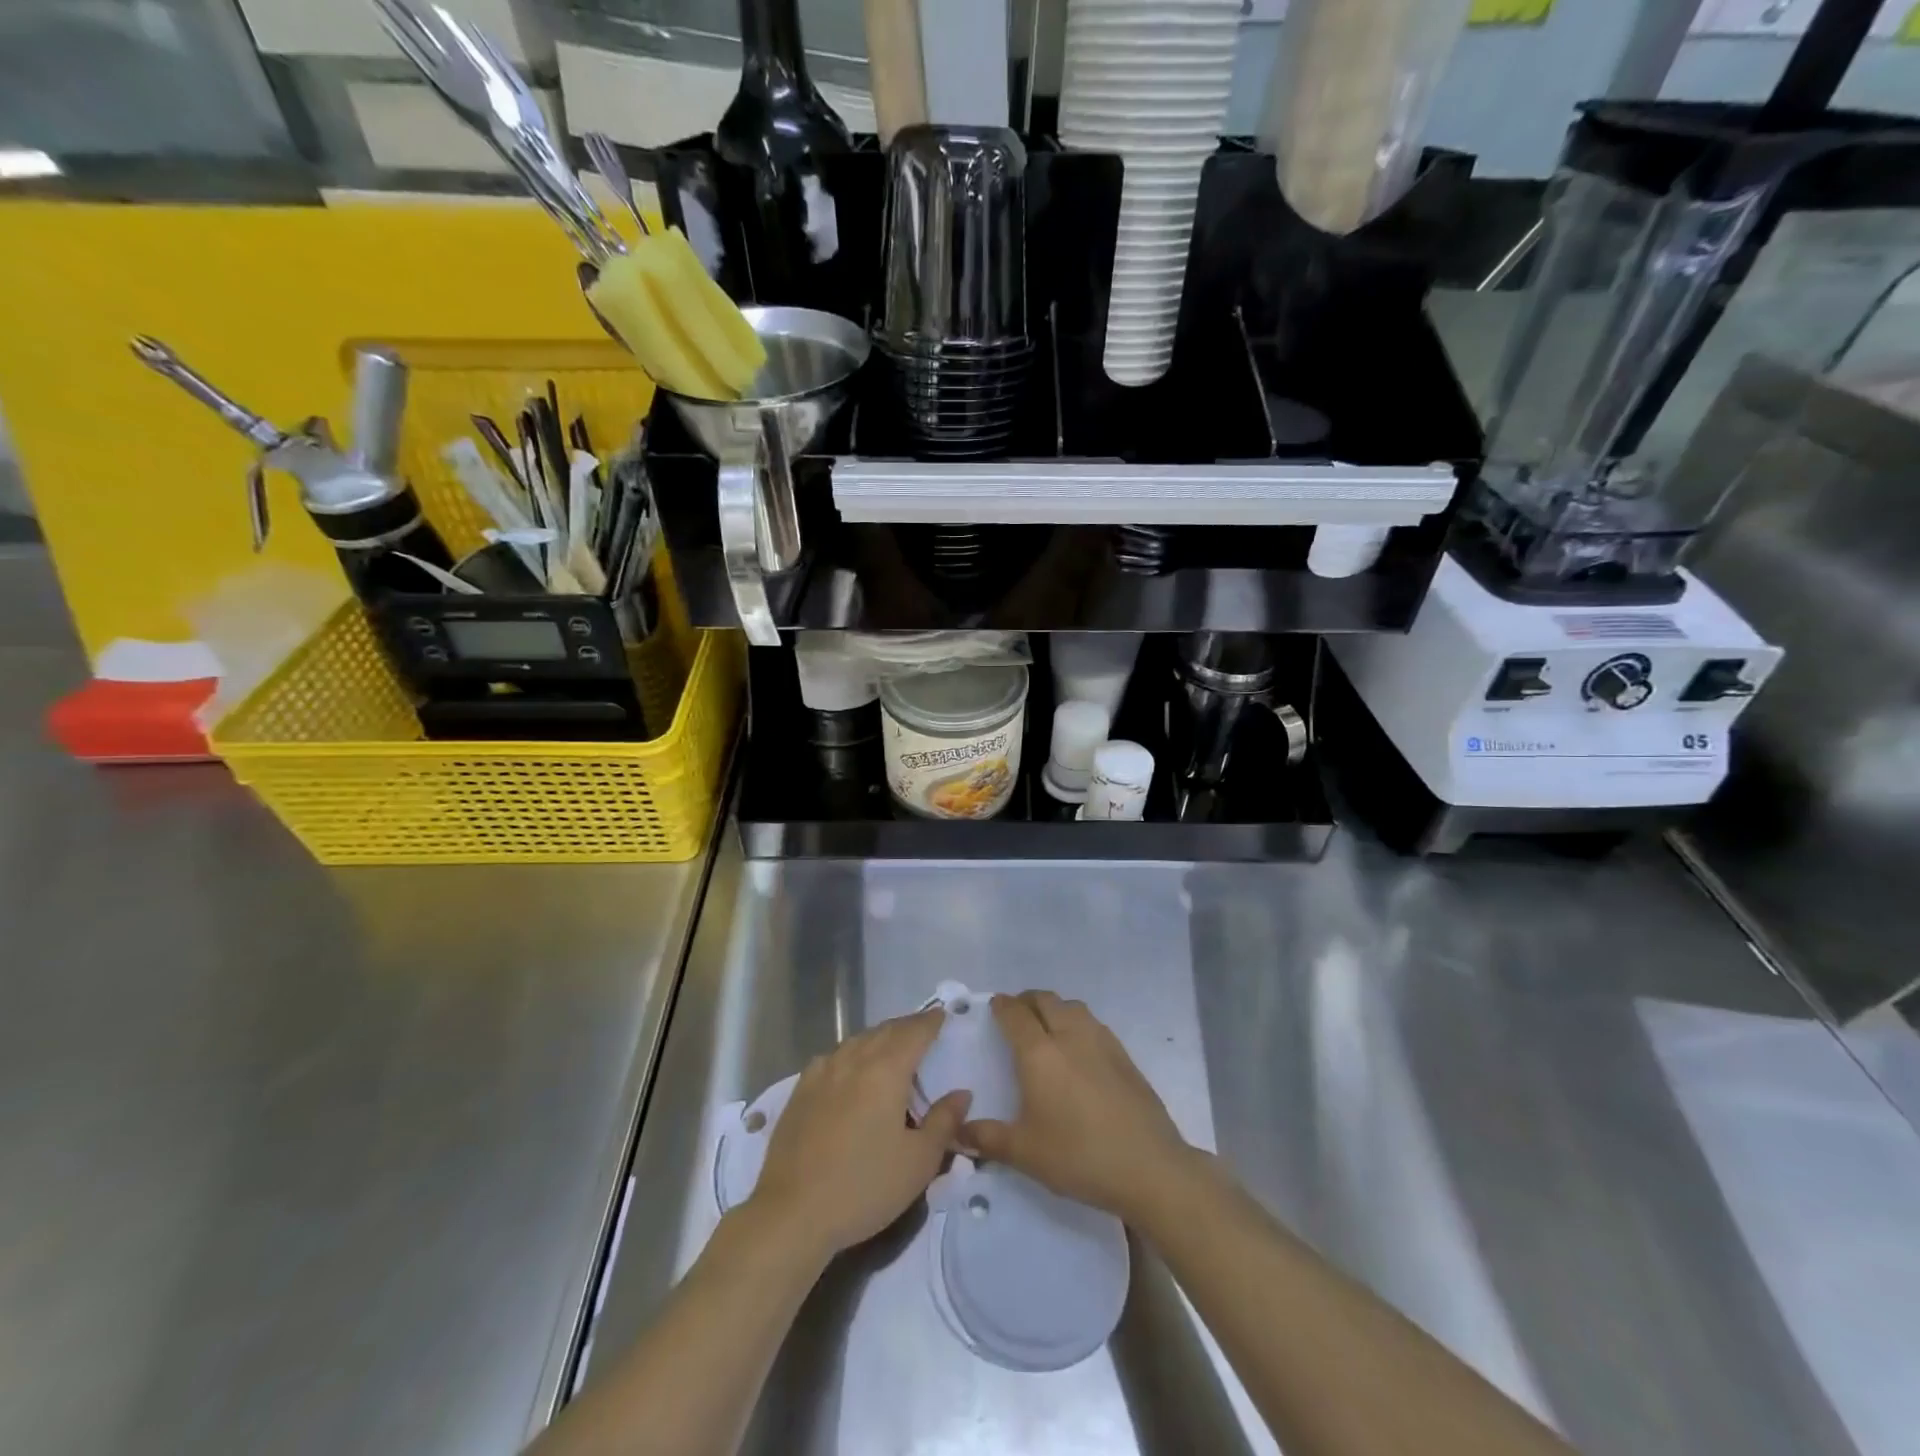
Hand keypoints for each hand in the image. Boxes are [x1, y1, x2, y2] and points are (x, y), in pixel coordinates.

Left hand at [748, 1008, 970, 1260]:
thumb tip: (962, 1093)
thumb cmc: (864, 1187)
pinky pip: (832, 1057)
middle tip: (922, 1029)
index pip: (914, 1033)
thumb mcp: (918, 1162)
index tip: (942, 1015)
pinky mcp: (800, 1090)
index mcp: (886, 1071)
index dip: (930, 1022)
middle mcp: (853, 1060)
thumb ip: (943, 1122)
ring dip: (878, 1037)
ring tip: (891, 1047)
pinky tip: (849, 1068)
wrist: (793, 1213)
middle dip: (906, 1027)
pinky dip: (850, 1054)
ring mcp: (822, 1073)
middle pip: (885, 1031)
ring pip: (857, 1041)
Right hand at [962, 992, 1196, 1223]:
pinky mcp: (1124, 1054)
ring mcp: (1101, 1041)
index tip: (994, 1006)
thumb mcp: (1025, 1153)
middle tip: (1016, 1014)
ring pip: (1072, 1006)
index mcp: (1039, 1053)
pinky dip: (1077, 1022)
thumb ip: (987, 1138)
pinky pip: (1093, 1023)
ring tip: (1046, 1025)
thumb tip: (958, 1130)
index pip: (1015, 1014)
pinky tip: (1078, 1047)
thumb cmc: (1079, 1156)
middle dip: (1027, 1000)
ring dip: (1054, 1007)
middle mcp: (1069, 1035)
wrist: (1149, 1166)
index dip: (1002, 1006)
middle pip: (1045, 1000)